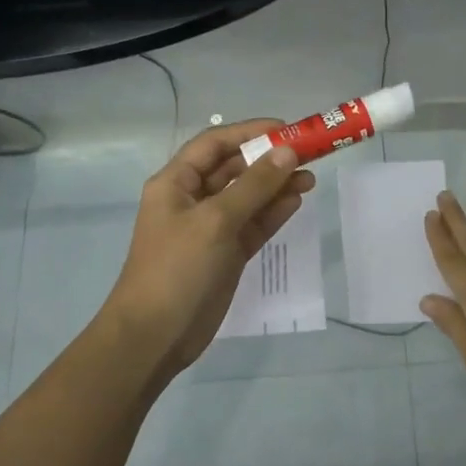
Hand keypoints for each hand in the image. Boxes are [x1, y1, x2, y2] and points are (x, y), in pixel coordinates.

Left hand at [100, 120, 314, 383]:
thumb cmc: (177, 268)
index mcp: (176, 183)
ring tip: (310, 179)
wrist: (155, 336)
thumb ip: (254, 186)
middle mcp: (192, 200)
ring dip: (276, 186)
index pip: (215, 144)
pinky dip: (273, 213)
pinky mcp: (225, 254)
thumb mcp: (216, 221)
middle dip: (269, 160)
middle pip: (234, 168)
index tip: (287, 130)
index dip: (250, 132)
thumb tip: (288, 152)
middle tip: (308, 155)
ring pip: (248, 197)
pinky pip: (253, 224)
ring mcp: (210, 228)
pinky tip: (296, 201)